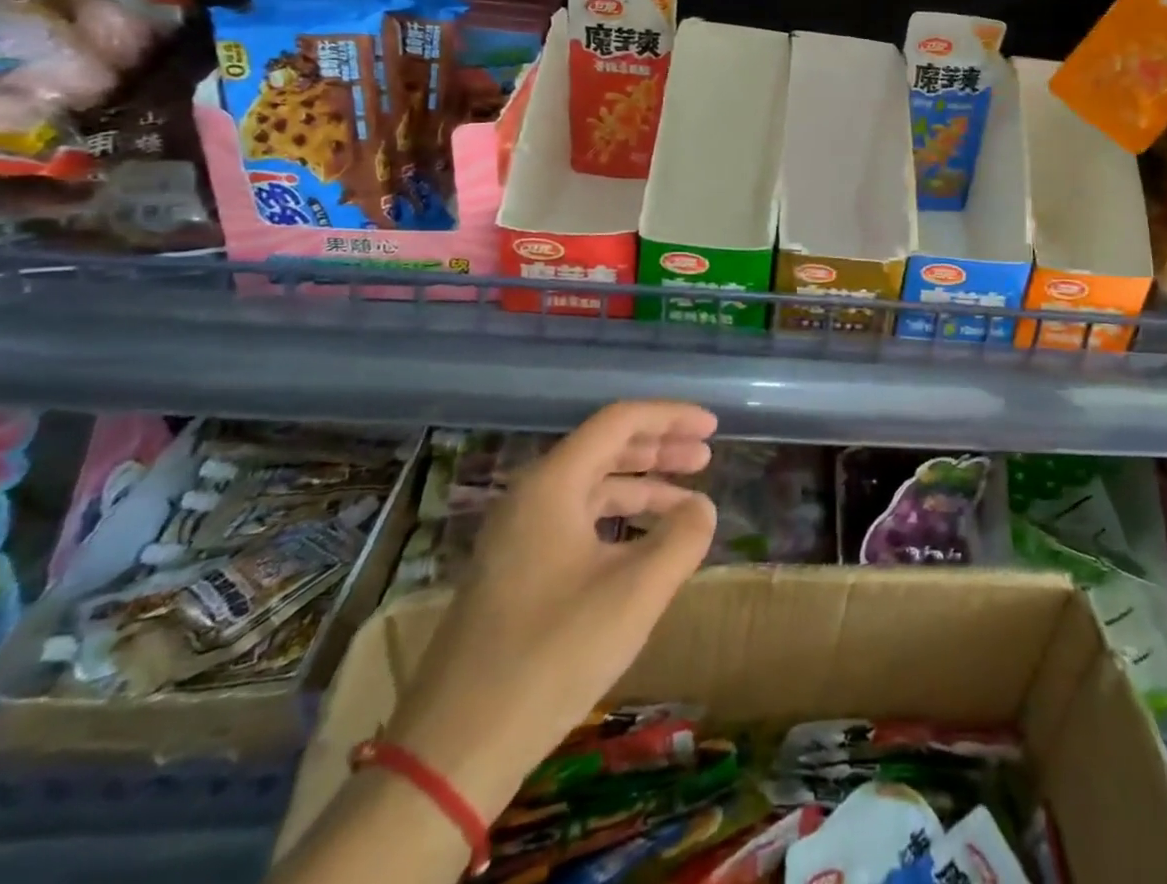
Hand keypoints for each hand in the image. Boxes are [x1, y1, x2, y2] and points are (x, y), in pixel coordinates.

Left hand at [385, 401, 717, 819]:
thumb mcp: (635, 593)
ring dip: (641, 486)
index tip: (712, 428)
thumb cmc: (551, 655)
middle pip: (604, 449)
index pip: (619, 422)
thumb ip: (681, 539)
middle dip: (660, 449)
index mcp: (552, 484)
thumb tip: (702, 507)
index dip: (670, 417)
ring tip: (687, 502)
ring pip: (591, 487)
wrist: (454, 750)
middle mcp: (530, 497)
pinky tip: (645, 546)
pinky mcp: (514, 571)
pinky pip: (576, 521)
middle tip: (706, 457)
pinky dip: (618, 520)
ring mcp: (517, 535)